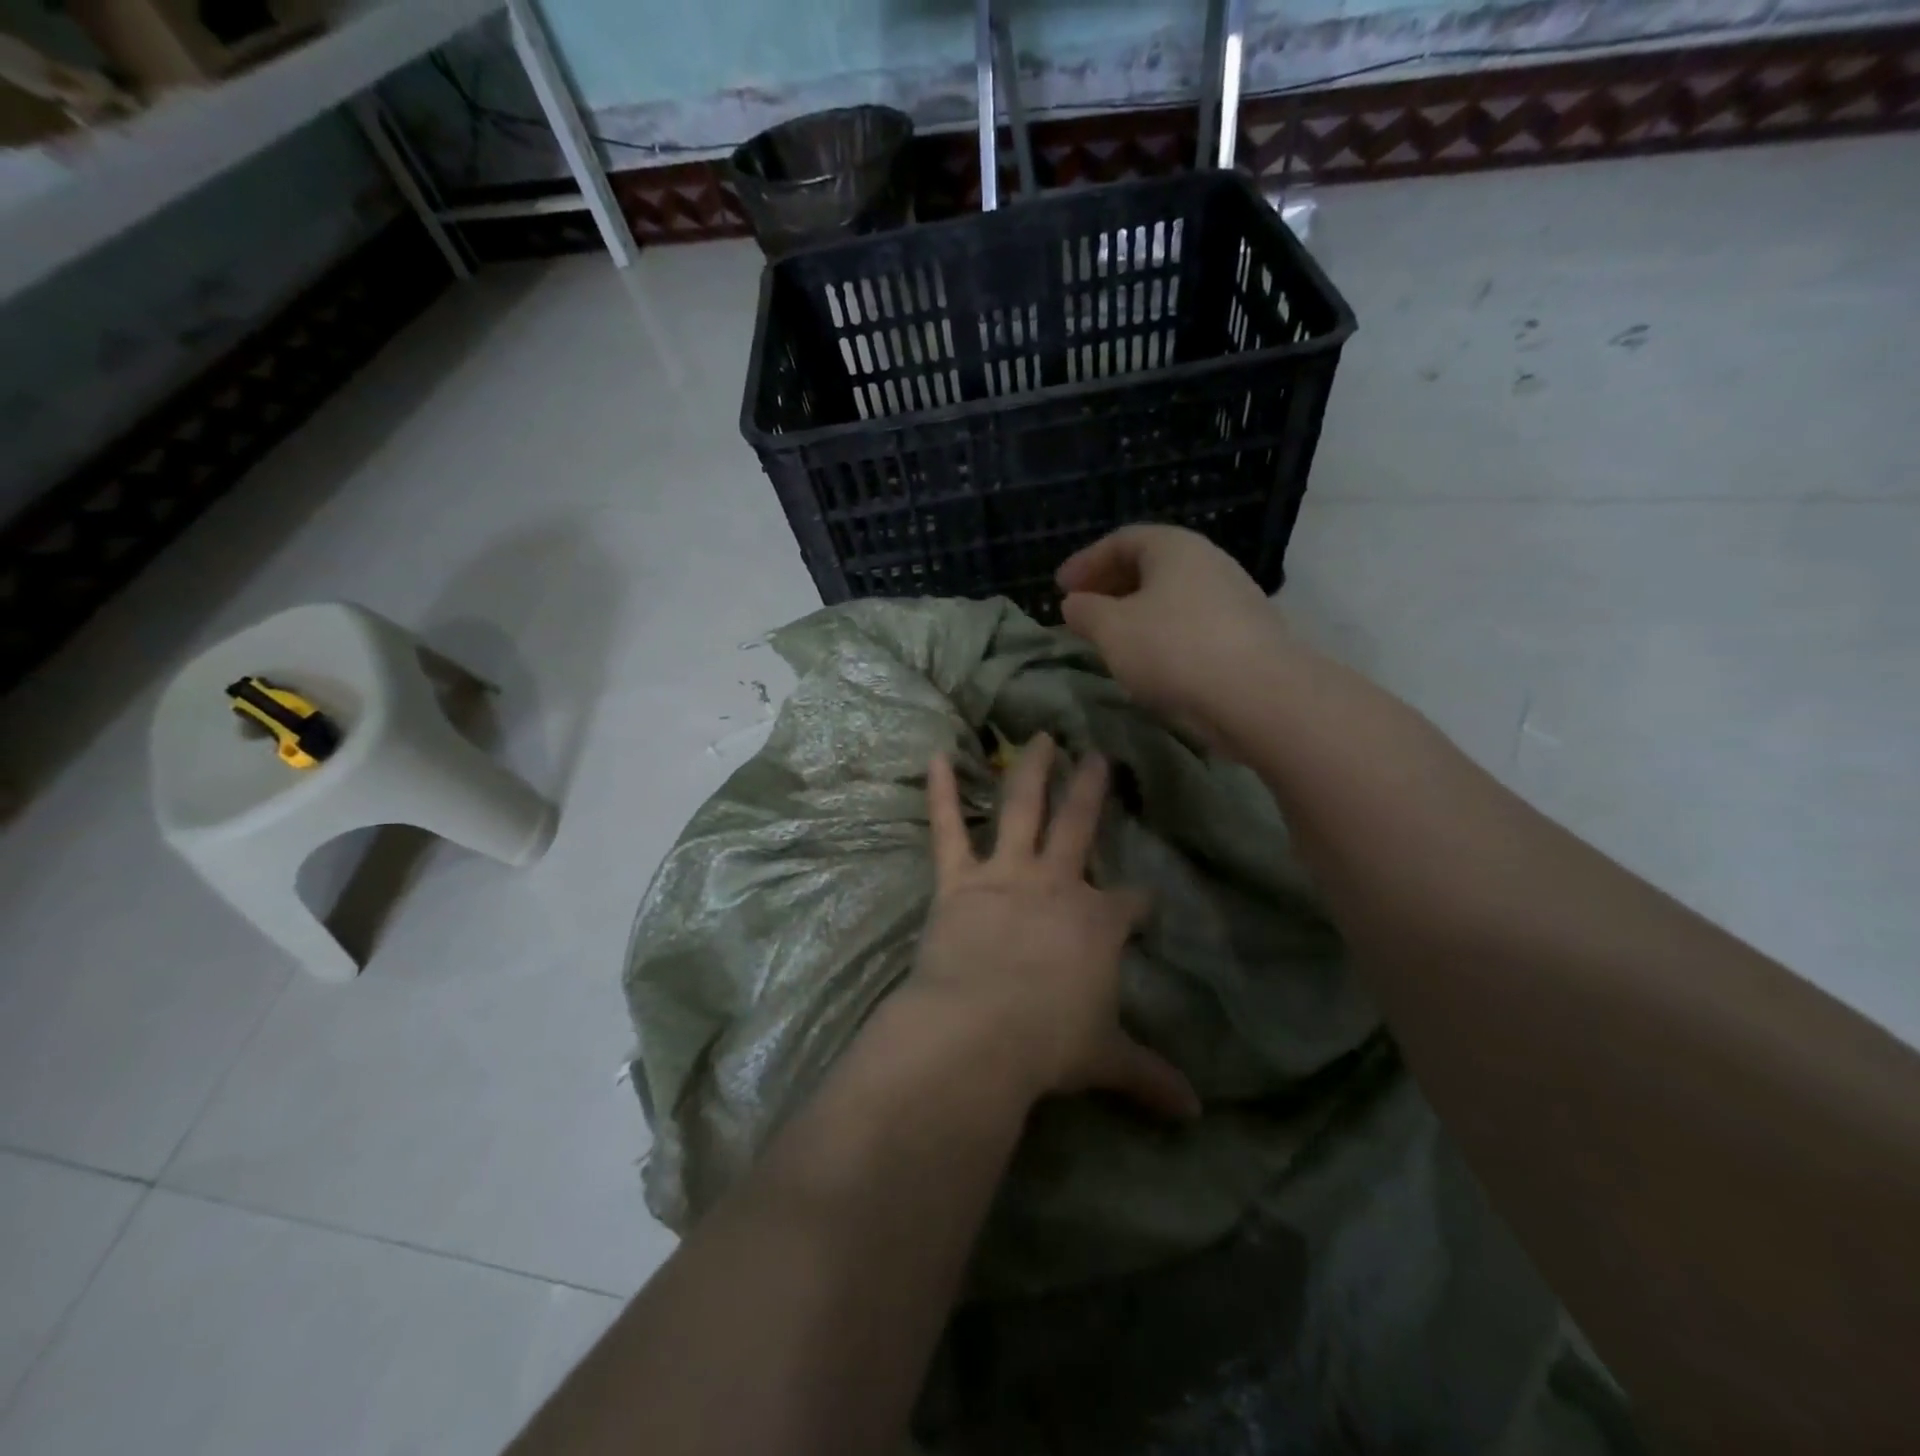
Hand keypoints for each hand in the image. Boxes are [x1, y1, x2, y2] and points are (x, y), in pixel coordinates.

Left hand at [910, 733, 1199, 1119]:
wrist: (980, 1031)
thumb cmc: (1049, 1044)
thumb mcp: (1105, 1060)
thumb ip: (1149, 1077)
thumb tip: (1195, 1113)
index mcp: (1098, 922)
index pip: (1131, 903)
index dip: (1141, 902)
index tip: (1146, 903)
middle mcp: (1057, 885)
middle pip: (1081, 827)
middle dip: (1093, 791)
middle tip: (1100, 757)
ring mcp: (1006, 876)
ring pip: (1023, 809)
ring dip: (1033, 771)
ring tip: (1042, 737)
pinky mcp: (959, 882)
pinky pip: (948, 829)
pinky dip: (942, 792)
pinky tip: (939, 756)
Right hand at [1056, 525, 1286, 736]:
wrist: (1257, 696)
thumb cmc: (1173, 649)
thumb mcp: (1112, 630)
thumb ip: (1085, 612)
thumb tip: (1074, 604)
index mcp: (1174, 547)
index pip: (1122, 540)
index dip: (1086, 562)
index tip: (1060, 587)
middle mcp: (1208, 561)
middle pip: (1150, 565)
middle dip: (1110, 585)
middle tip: (1082, 609)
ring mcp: (1233, 597)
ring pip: (1171, 596)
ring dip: (1135, 611)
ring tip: (1112, 637)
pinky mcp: (1245, 634)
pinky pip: (1190, 622)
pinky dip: (1161, 632)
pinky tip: (1149, 659)